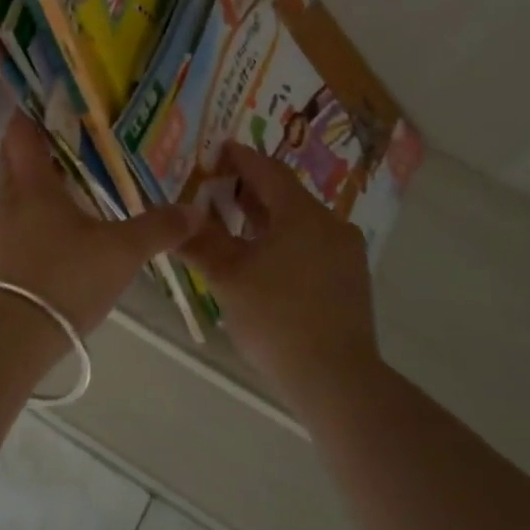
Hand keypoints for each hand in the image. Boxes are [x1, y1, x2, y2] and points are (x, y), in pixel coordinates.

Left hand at [0, 117, 203, 336]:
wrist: (10, 336)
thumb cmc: (63, 278)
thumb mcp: (120, 252)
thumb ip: (157, 229)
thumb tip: (196, 210)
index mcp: (31, 183)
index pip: (21, 132)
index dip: (32, 112)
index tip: (49, 98)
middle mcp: (9, 200)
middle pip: (14, 158)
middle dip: (36, 143)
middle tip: (70, 134)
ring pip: (16, 192)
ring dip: (37, 181)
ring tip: (72, 178)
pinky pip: (17, 222)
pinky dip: (35, 213)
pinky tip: (60, 227)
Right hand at [181, 144, 380, 392]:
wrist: (336, 379)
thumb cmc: (276, 318)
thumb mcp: (228, 278)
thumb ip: (201, 243)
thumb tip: (178, 220)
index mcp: (302, 215)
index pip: (268, 171)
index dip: (241, 158)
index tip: (218, 151)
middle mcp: (330, 224)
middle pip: (286, 195)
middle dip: (250, 189)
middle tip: (217, 188)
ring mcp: (346, 253)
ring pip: (300, 221)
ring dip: (267, 217)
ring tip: (234, 224)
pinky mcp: (350, 279)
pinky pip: (312, 243)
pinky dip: (285, 240)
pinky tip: (263, 258)